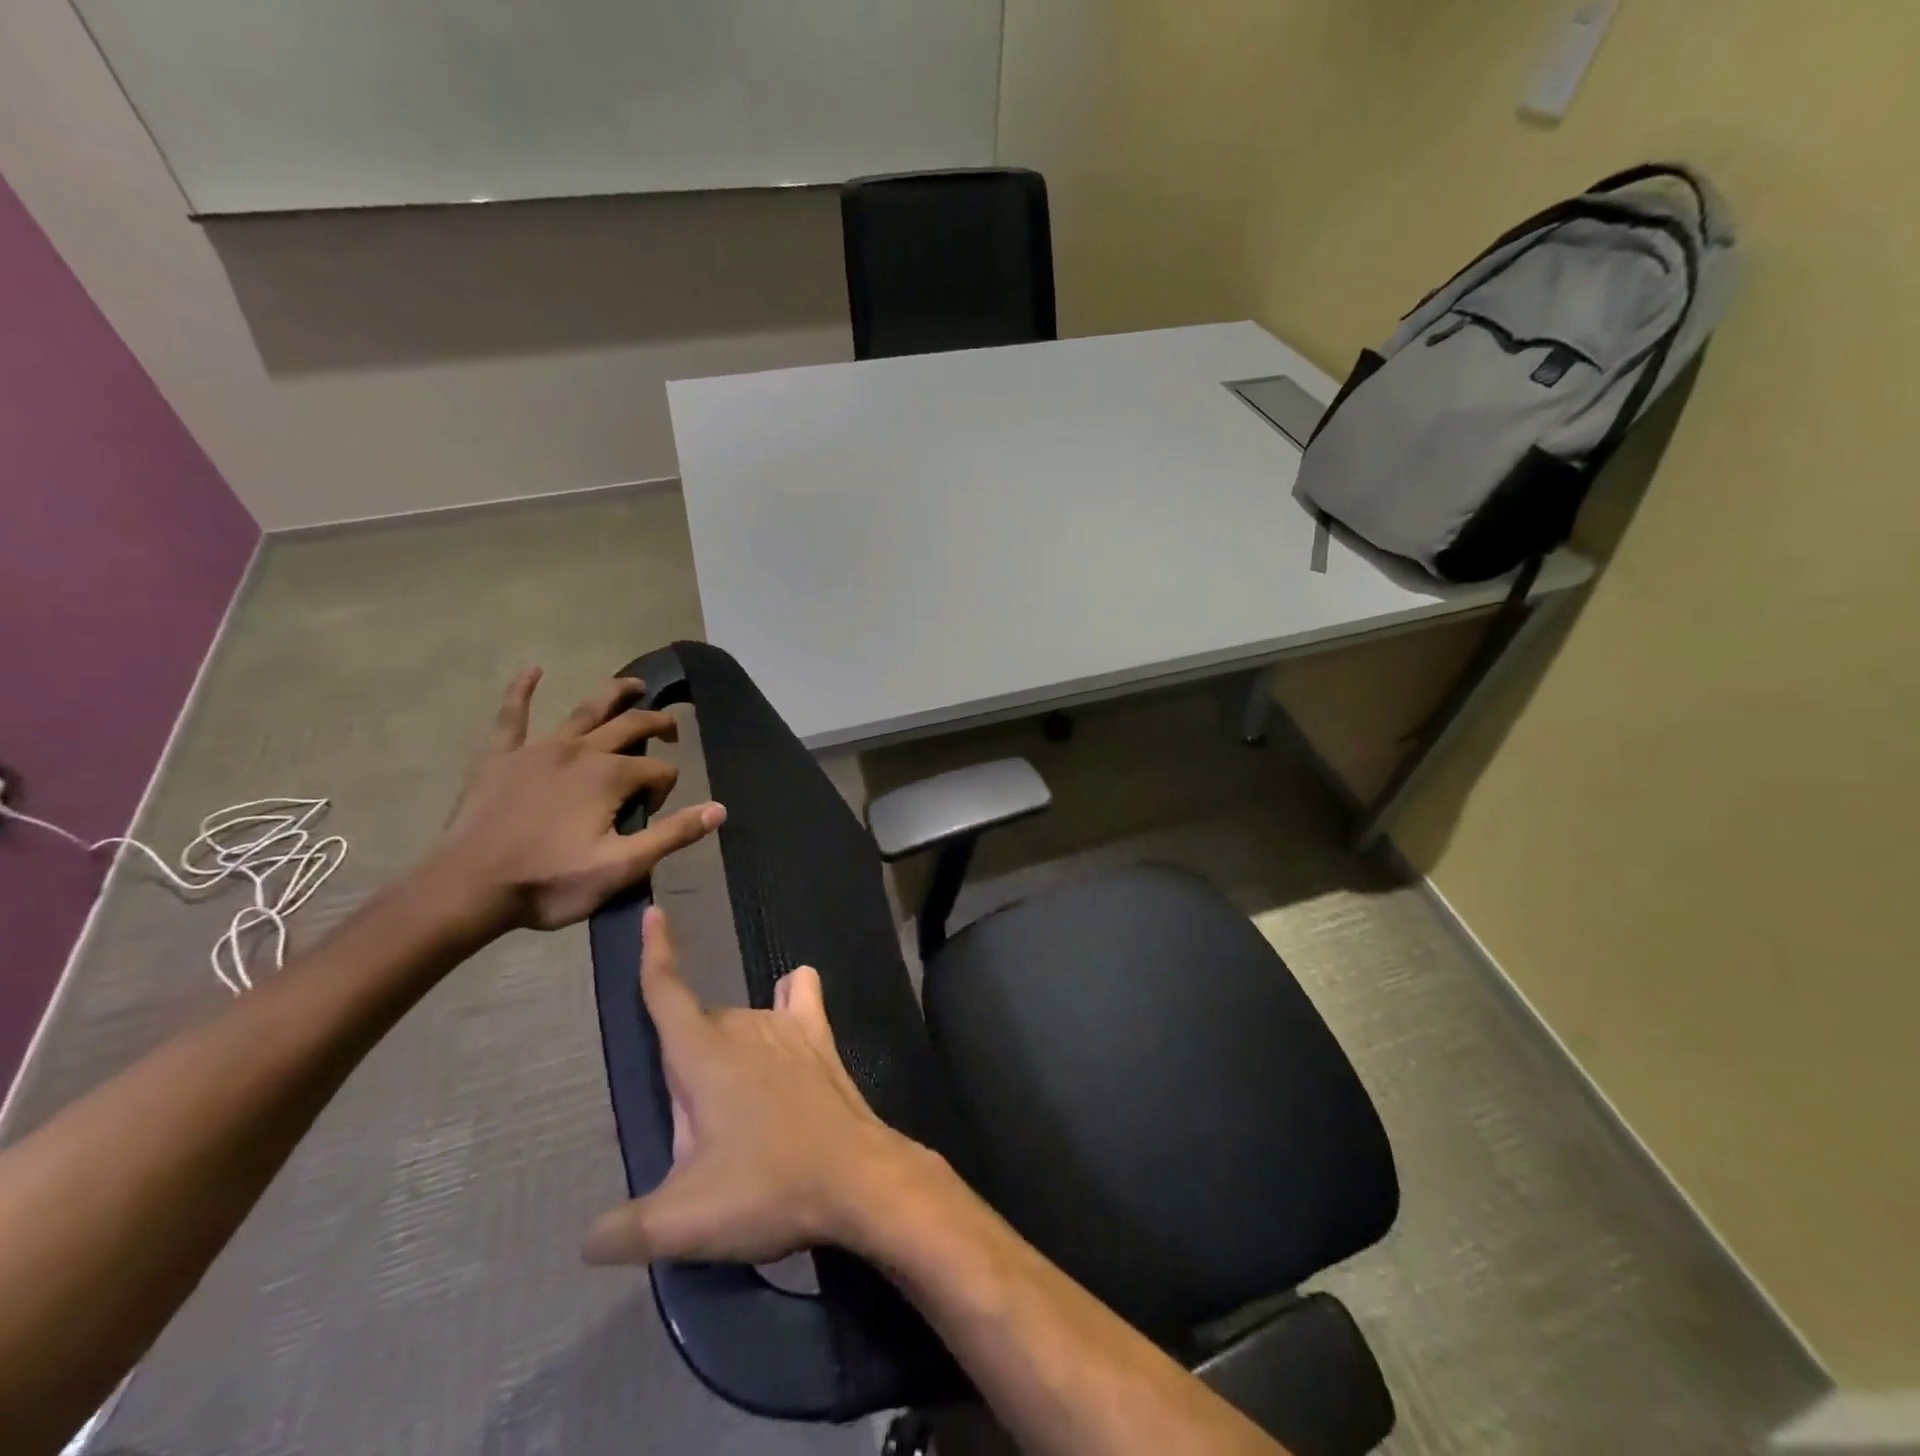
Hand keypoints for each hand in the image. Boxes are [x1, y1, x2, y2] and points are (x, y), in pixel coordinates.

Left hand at [425, 669, 725, 935]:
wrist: (467, 889)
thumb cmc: (549, 882)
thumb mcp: (622, 867)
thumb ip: (673, 835)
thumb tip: (719, 809)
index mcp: (610, 777)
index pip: (658, 770)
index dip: (665, 789)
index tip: (652, 816)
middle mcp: (581, 751)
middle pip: (630, 725)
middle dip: (657, 723)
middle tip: (672, 729)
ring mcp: (539, 749)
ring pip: (585, 711)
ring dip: (613, 693)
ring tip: (634, 684)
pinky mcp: (501, 756)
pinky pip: (513, 715)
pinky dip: (522, 690)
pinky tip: (532, 670)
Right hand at [581, 906, 923, 1267]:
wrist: (855, 1179)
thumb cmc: (765, 1189)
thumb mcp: (680, 1223)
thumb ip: (622, 1230)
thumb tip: (589, 1240)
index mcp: (702, 1055)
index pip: (667, 992)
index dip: (655, 954)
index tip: (652, 914)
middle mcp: (744, 1025)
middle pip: (699, 1028)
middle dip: (686, 1072)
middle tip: (699, 1139)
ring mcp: (787, 1026)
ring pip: (741, 1022)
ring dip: (727, 1056)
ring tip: (739, 1115)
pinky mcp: (820, 1038)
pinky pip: (800, 997)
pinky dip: (789, 997)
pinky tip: (786, 1008)